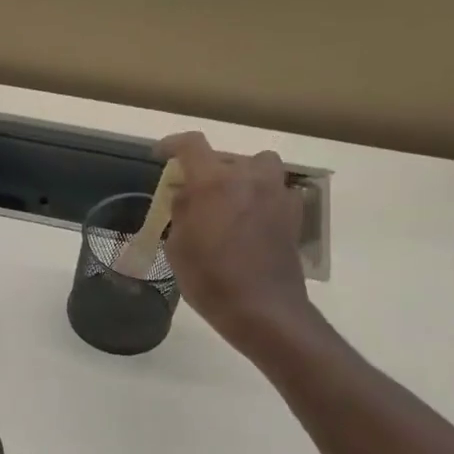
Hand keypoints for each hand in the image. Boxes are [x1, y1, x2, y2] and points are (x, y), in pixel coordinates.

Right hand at [159, 130, 315, 357]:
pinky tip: (251, 218)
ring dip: (241, 175)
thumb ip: (181, 212)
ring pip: (258, 166)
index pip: (191, 145)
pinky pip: (275, 189)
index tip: (161, 154)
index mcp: (213, 183)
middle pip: (225, 156)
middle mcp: (248, 178)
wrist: (262, 308)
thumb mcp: (178, 247)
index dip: (172, 145)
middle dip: (206, 169)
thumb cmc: (210, 279)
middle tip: (193, 191)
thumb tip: (186, 194)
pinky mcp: (293, 212)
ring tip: (228, 198)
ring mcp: (275, 193)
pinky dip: (261, 196)